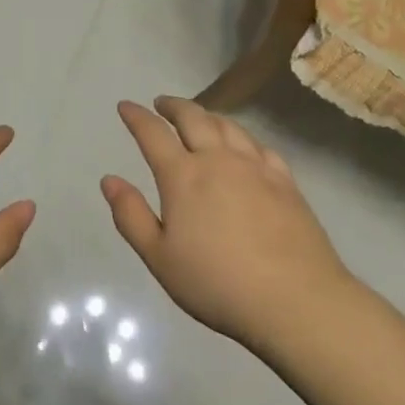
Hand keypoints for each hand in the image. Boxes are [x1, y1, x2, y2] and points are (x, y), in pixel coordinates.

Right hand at [101, 97, 352, 352]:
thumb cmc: (217, 283)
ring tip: (199, 117)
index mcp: (183, 176)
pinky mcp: (285, 181)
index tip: (126, 106)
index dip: (137, 116)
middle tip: (162, 104)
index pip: (153, 134)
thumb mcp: (160, 258)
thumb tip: (109, 180)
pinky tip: (243, 145)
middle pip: (193, 118)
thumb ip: (131, 216)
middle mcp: (218, 159)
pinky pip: (259, 145)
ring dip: (207, 115)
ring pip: (227, 126)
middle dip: (173, 106)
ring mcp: (255, 167)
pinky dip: (242, 137)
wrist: (295, 299)